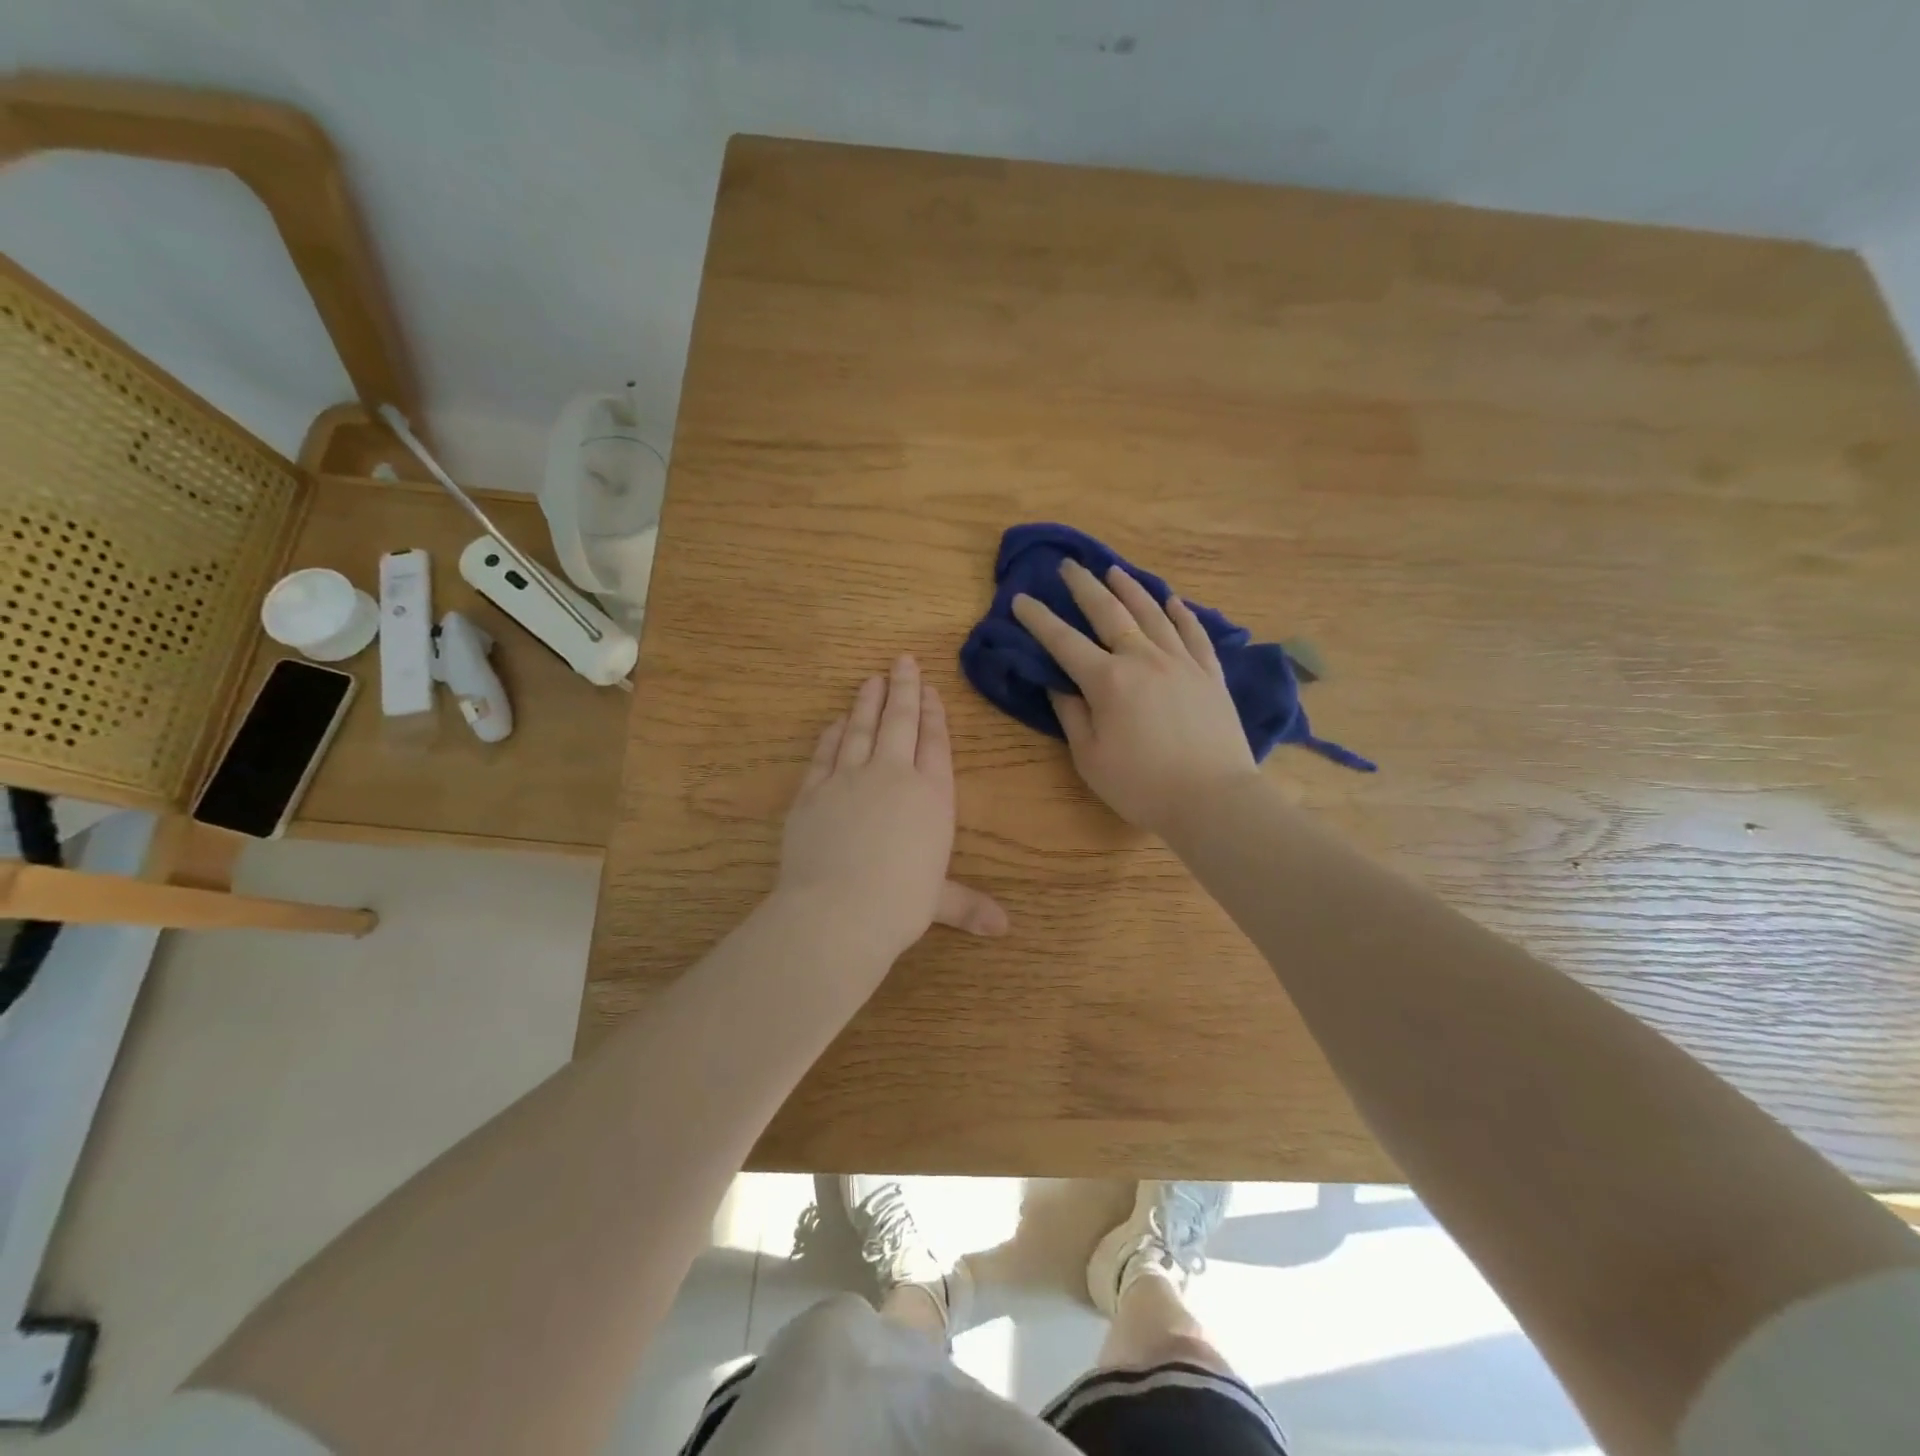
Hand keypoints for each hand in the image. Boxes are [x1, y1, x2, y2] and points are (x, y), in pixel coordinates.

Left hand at [776, 655, 1007, 961]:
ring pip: (861, 728)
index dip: (934, 714)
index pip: (935, 744)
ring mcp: (848, 779)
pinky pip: (825, 752)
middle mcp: (892, 776)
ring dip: (867, 701)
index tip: (931, 690)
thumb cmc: (900, 904)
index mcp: (931, 797)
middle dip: (904, 689)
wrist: (837, 910)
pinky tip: (837, 721)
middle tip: (902, 661)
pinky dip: (833, 733)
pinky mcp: (812, 791)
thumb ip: (967, 904)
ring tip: (871, 678)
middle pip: (900, 722)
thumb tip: (1004, 928)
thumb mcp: (938, 902)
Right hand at [1012, 560, 1258, 834]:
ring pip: (1152, 613)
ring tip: (1114, 570)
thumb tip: (1056, 683)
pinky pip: (1194, 633)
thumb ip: (1071, 715)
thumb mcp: (1090, 758)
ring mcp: (1181, 662)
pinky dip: (1180, 613)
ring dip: (1130, 588)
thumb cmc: (1142, 785)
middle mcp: (1143, 659)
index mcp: (1108, 681)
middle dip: (1084, 587)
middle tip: (1069, 565)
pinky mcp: (1210, 673)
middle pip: (1110, 612)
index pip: (1064, 642)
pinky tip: (1171, 600)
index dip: (1039, 619)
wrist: (1213, 798)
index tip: (1020, 598)